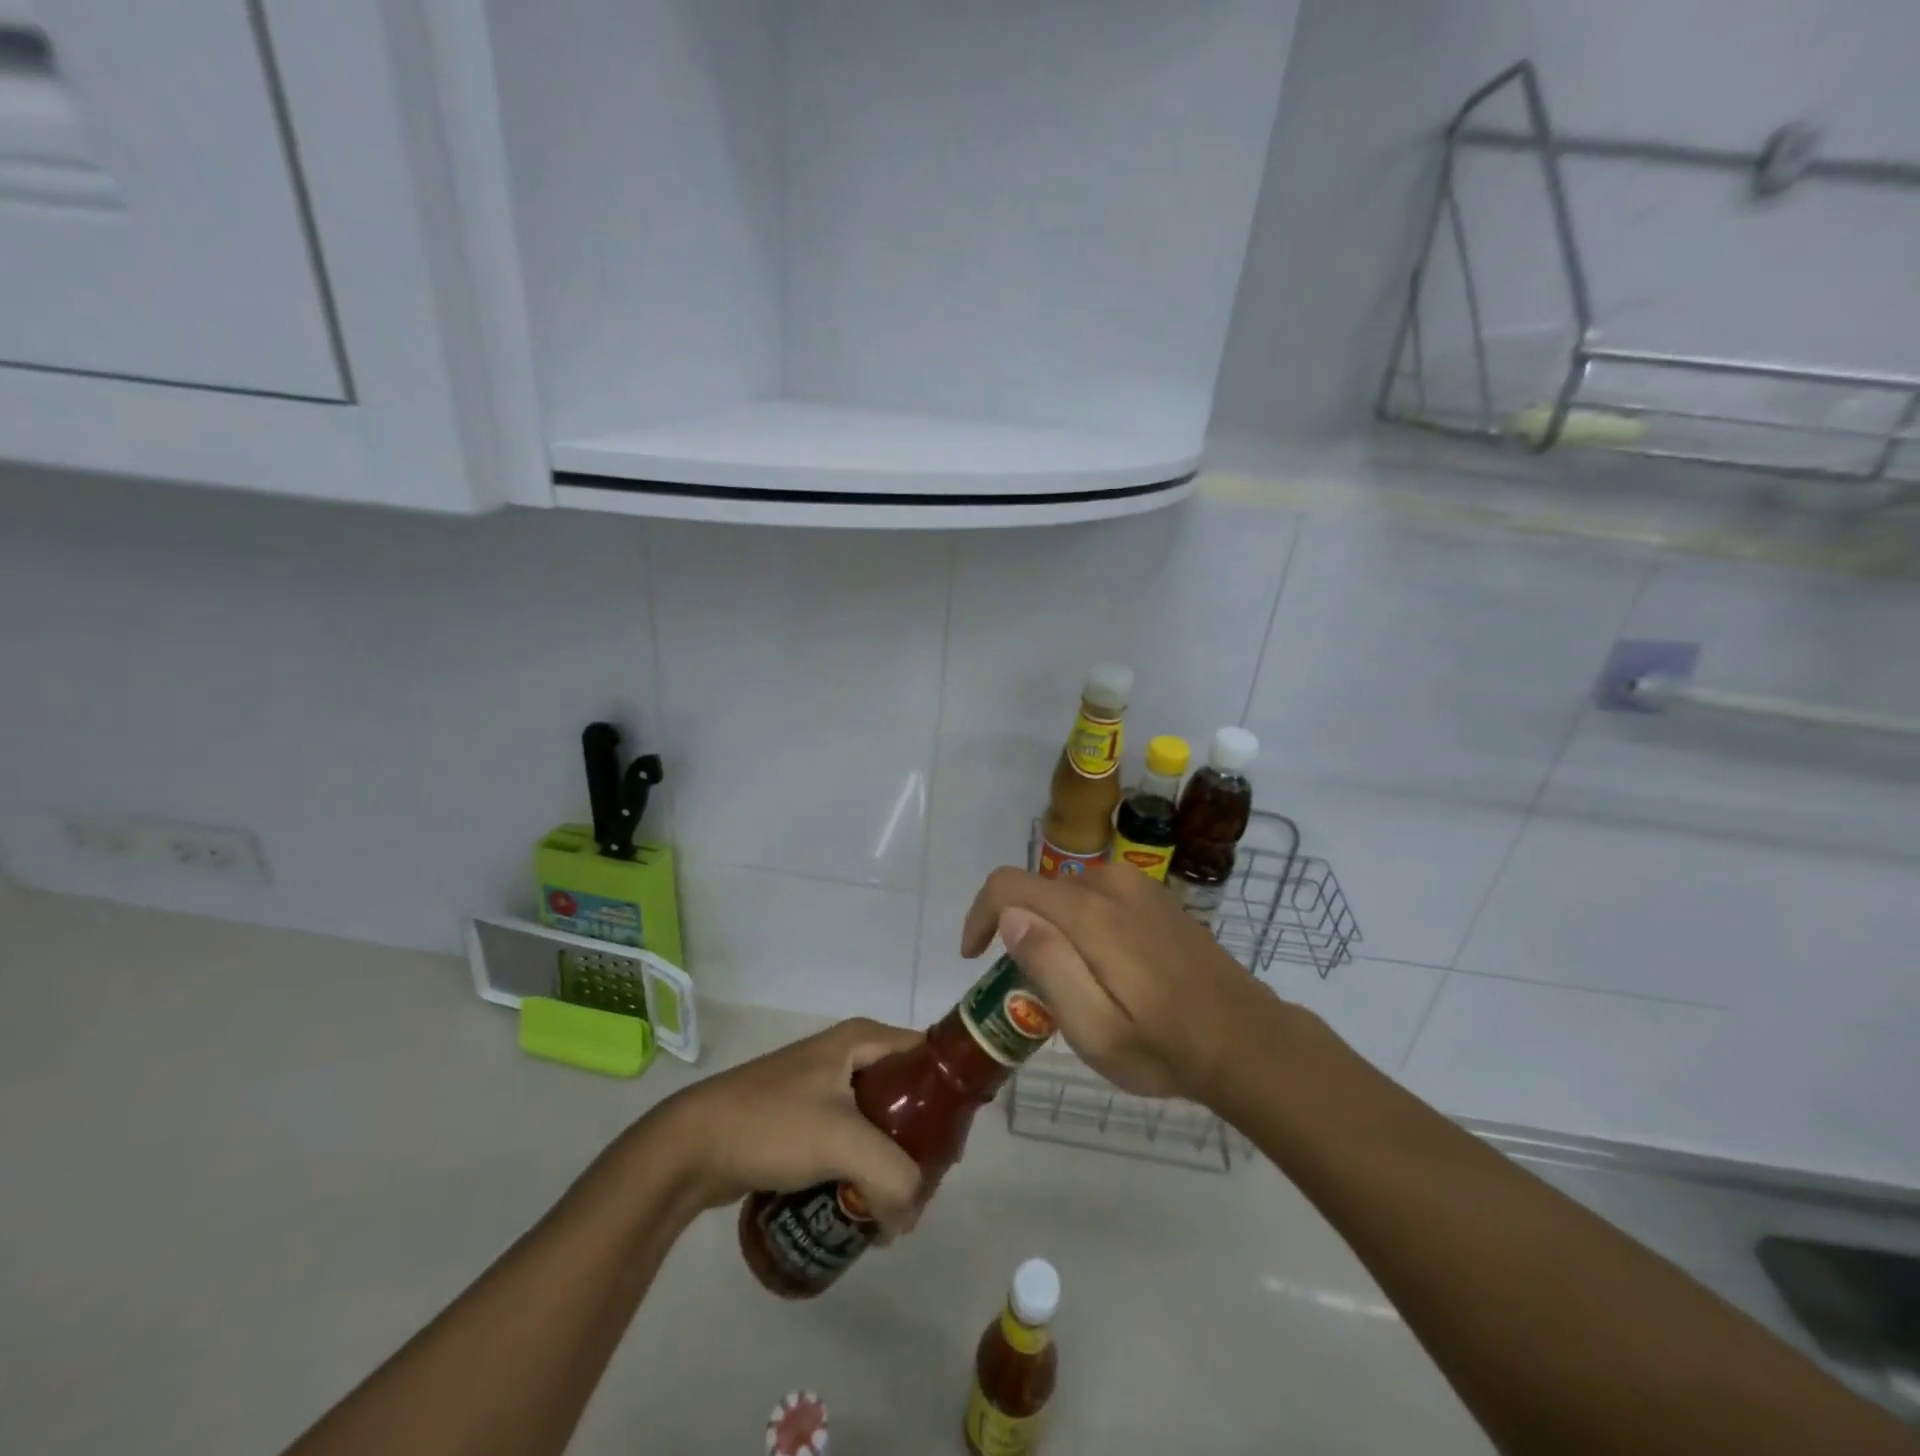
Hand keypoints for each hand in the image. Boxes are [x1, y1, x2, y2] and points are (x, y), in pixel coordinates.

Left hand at [645, 1019, 926, 1237]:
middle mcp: (849, 1054)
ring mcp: (825, 1086)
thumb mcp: (842, 1142)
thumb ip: (894, 1178)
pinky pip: (852, 1140)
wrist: (692, 1146)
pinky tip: (862, 1204)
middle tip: (925, 1186)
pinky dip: (863, 1168)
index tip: (953, 1147)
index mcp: (863, 1039)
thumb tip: (908, 1220)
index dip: (948, 1097)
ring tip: (895, 1206)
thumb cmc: (772, 1124)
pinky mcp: (806, 1118)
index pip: (927, 1057)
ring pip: (879, 1121)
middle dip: (920, 1141)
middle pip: (907, 1094)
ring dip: (891, 1161)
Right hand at [961, 863, 1275, 1104]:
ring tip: (1076, 988)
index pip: (1008, 885)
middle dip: (1021, 932)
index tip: (976, 958)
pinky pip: (1097, 897)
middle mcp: (1110, 883)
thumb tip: (1011, 916)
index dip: (979, 915)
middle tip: (1037, 993)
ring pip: (1067, 895)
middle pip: (1038, 890)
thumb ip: (1049, 966)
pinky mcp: (1156, 896)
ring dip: (1054, 932)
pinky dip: (1082, 926)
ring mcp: (1138, 886)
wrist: (1249, 1042)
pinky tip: (1109, 972)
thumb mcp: (1096, 1030)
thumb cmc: (1166, 1048)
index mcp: (1091, 913)